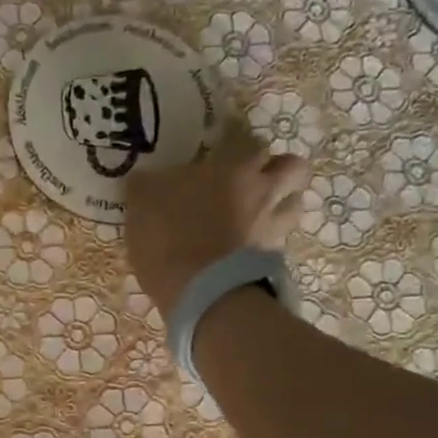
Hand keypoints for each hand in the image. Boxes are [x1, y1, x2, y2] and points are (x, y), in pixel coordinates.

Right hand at [124, 129, 310, 320]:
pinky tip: (247, 251)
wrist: (199, 290)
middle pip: (295, 169)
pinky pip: (279, 243)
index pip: (255, 148)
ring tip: (259, 217)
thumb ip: (146, 185)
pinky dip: (267, 243)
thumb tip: (145, 179)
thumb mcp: (141, 203)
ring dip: (282, 206)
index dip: (244, 155)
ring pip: (295, 205)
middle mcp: (263, 191)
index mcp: (234, 169)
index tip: (227, 165)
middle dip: (279, 172)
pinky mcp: (273, 260)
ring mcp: (273, 226)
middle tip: (256, 184)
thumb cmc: (169, 236)